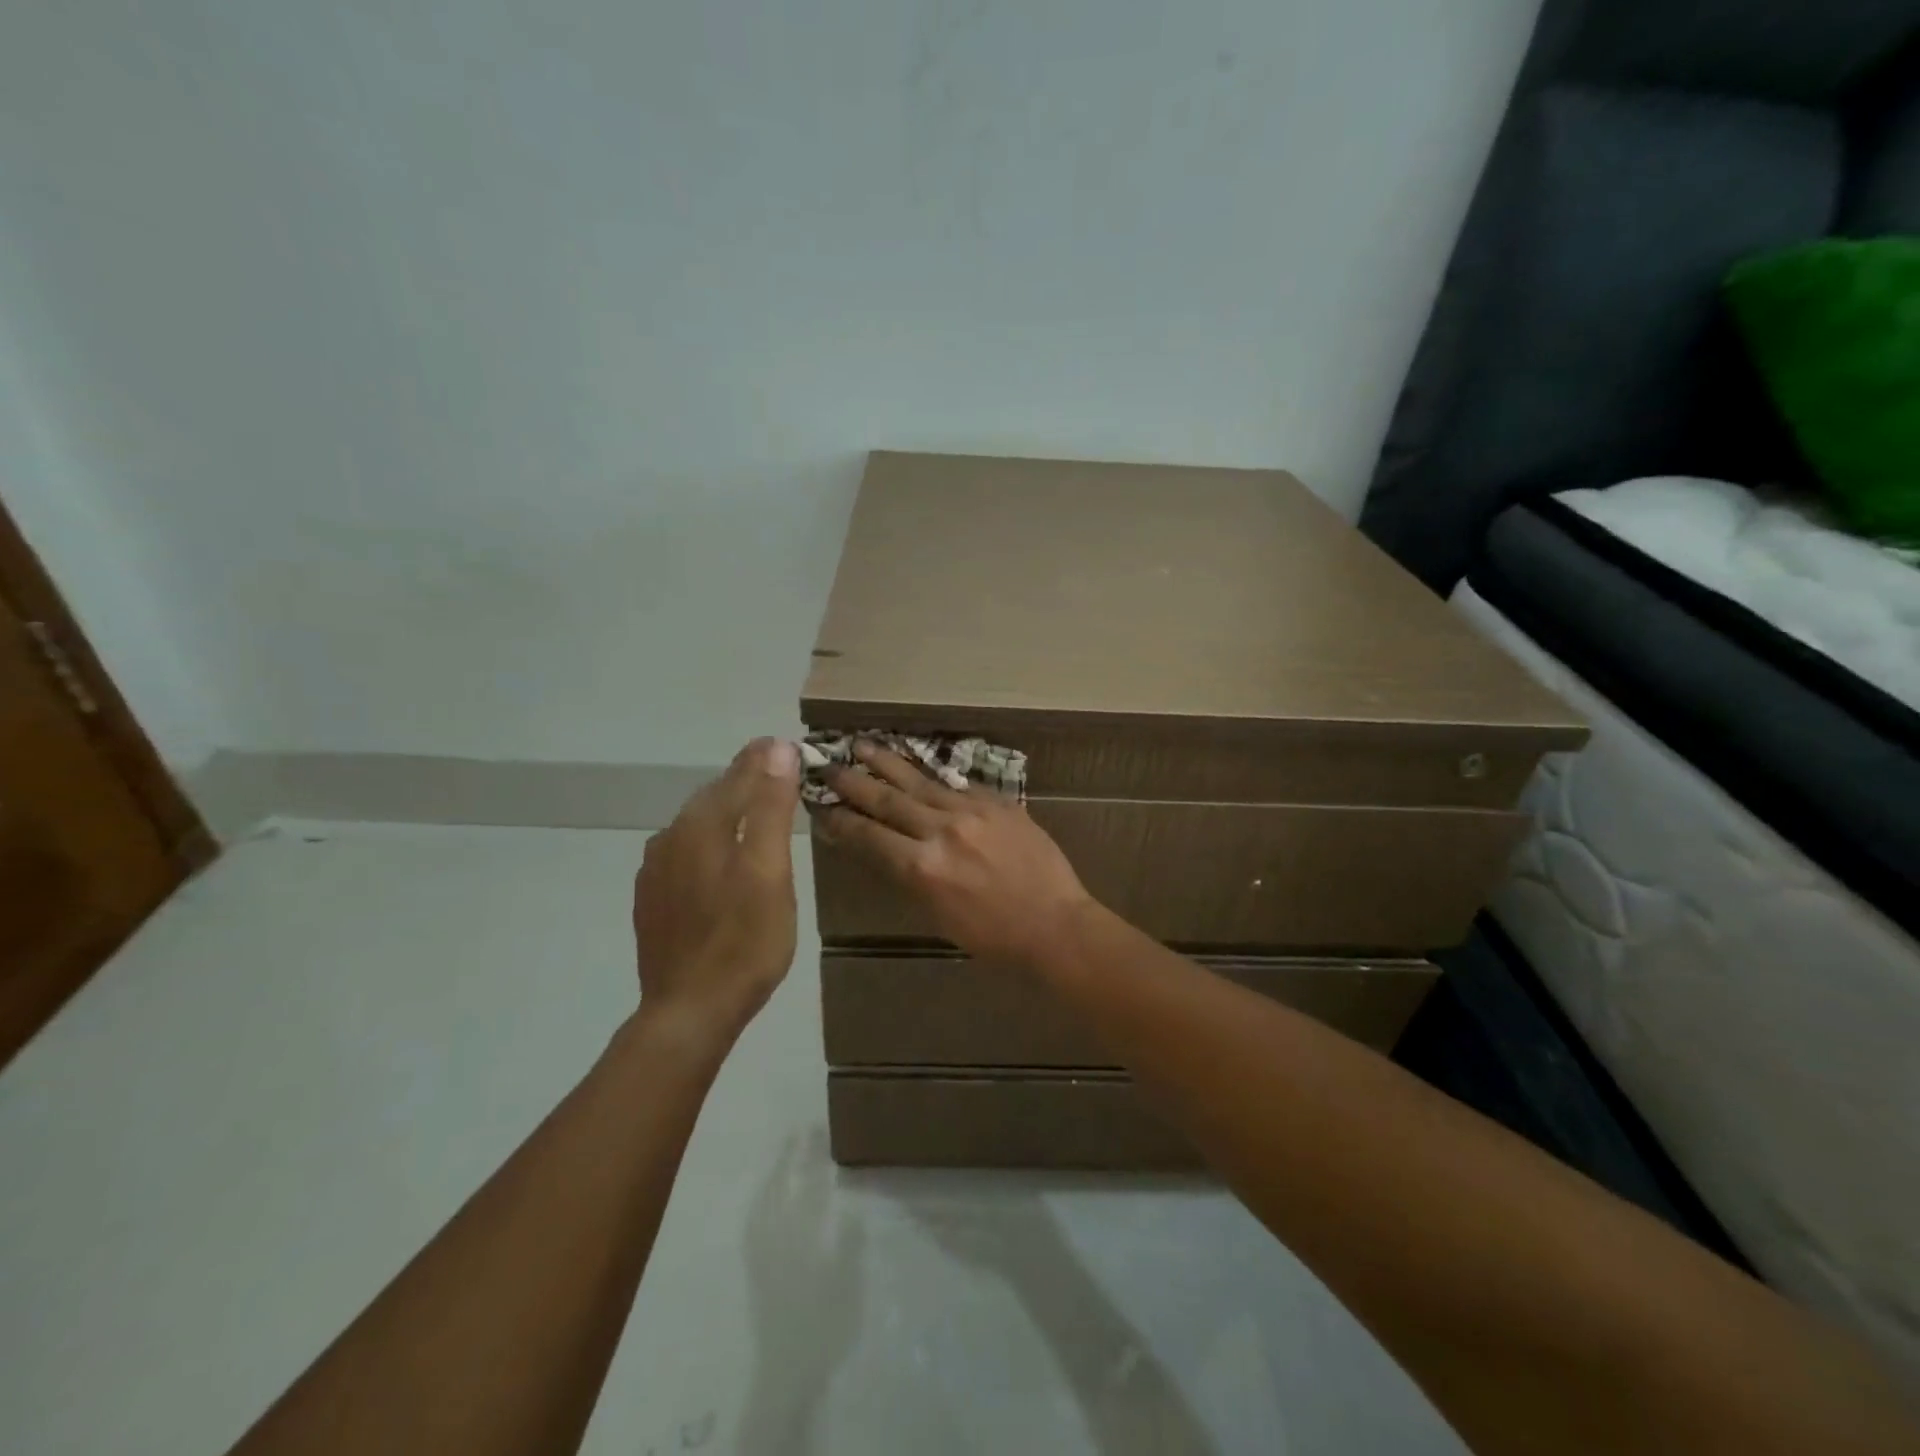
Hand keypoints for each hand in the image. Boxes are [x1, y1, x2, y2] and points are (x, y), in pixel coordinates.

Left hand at [632, 737, 801, 1039]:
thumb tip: (777, 749)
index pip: (738, 775)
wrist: (689, 1011)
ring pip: (696, 825)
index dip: (764, 759)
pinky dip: (708, 842)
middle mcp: (671, 837)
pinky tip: (717, 856)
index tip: (782, 744)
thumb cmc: (744, 941)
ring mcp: (655, 870)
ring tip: (752, 810)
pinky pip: (683, 853)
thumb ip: (770, 808)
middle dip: (745, 780)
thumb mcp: (770, 871)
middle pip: (714, 797)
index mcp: (702, 825)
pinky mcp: (651, 899)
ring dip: (725, 810)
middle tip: (774, 772)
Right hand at [819, 742, 1094, 969]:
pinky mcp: (997, 802)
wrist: (1055, 923)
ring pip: (920, 782)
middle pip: (887, 800)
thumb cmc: (993, 936)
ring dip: (887, 763)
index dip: (841, 821)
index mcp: (922, 868)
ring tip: (863, 745)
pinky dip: (932, 777)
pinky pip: (956, 785)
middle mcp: (941, 831)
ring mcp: (971, 811)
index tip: (821, 805)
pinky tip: (918, 765)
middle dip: (854, 782)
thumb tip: (883, 849)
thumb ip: (908, 876)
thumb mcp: (937, 916)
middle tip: (829, 764)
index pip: (869, 836)